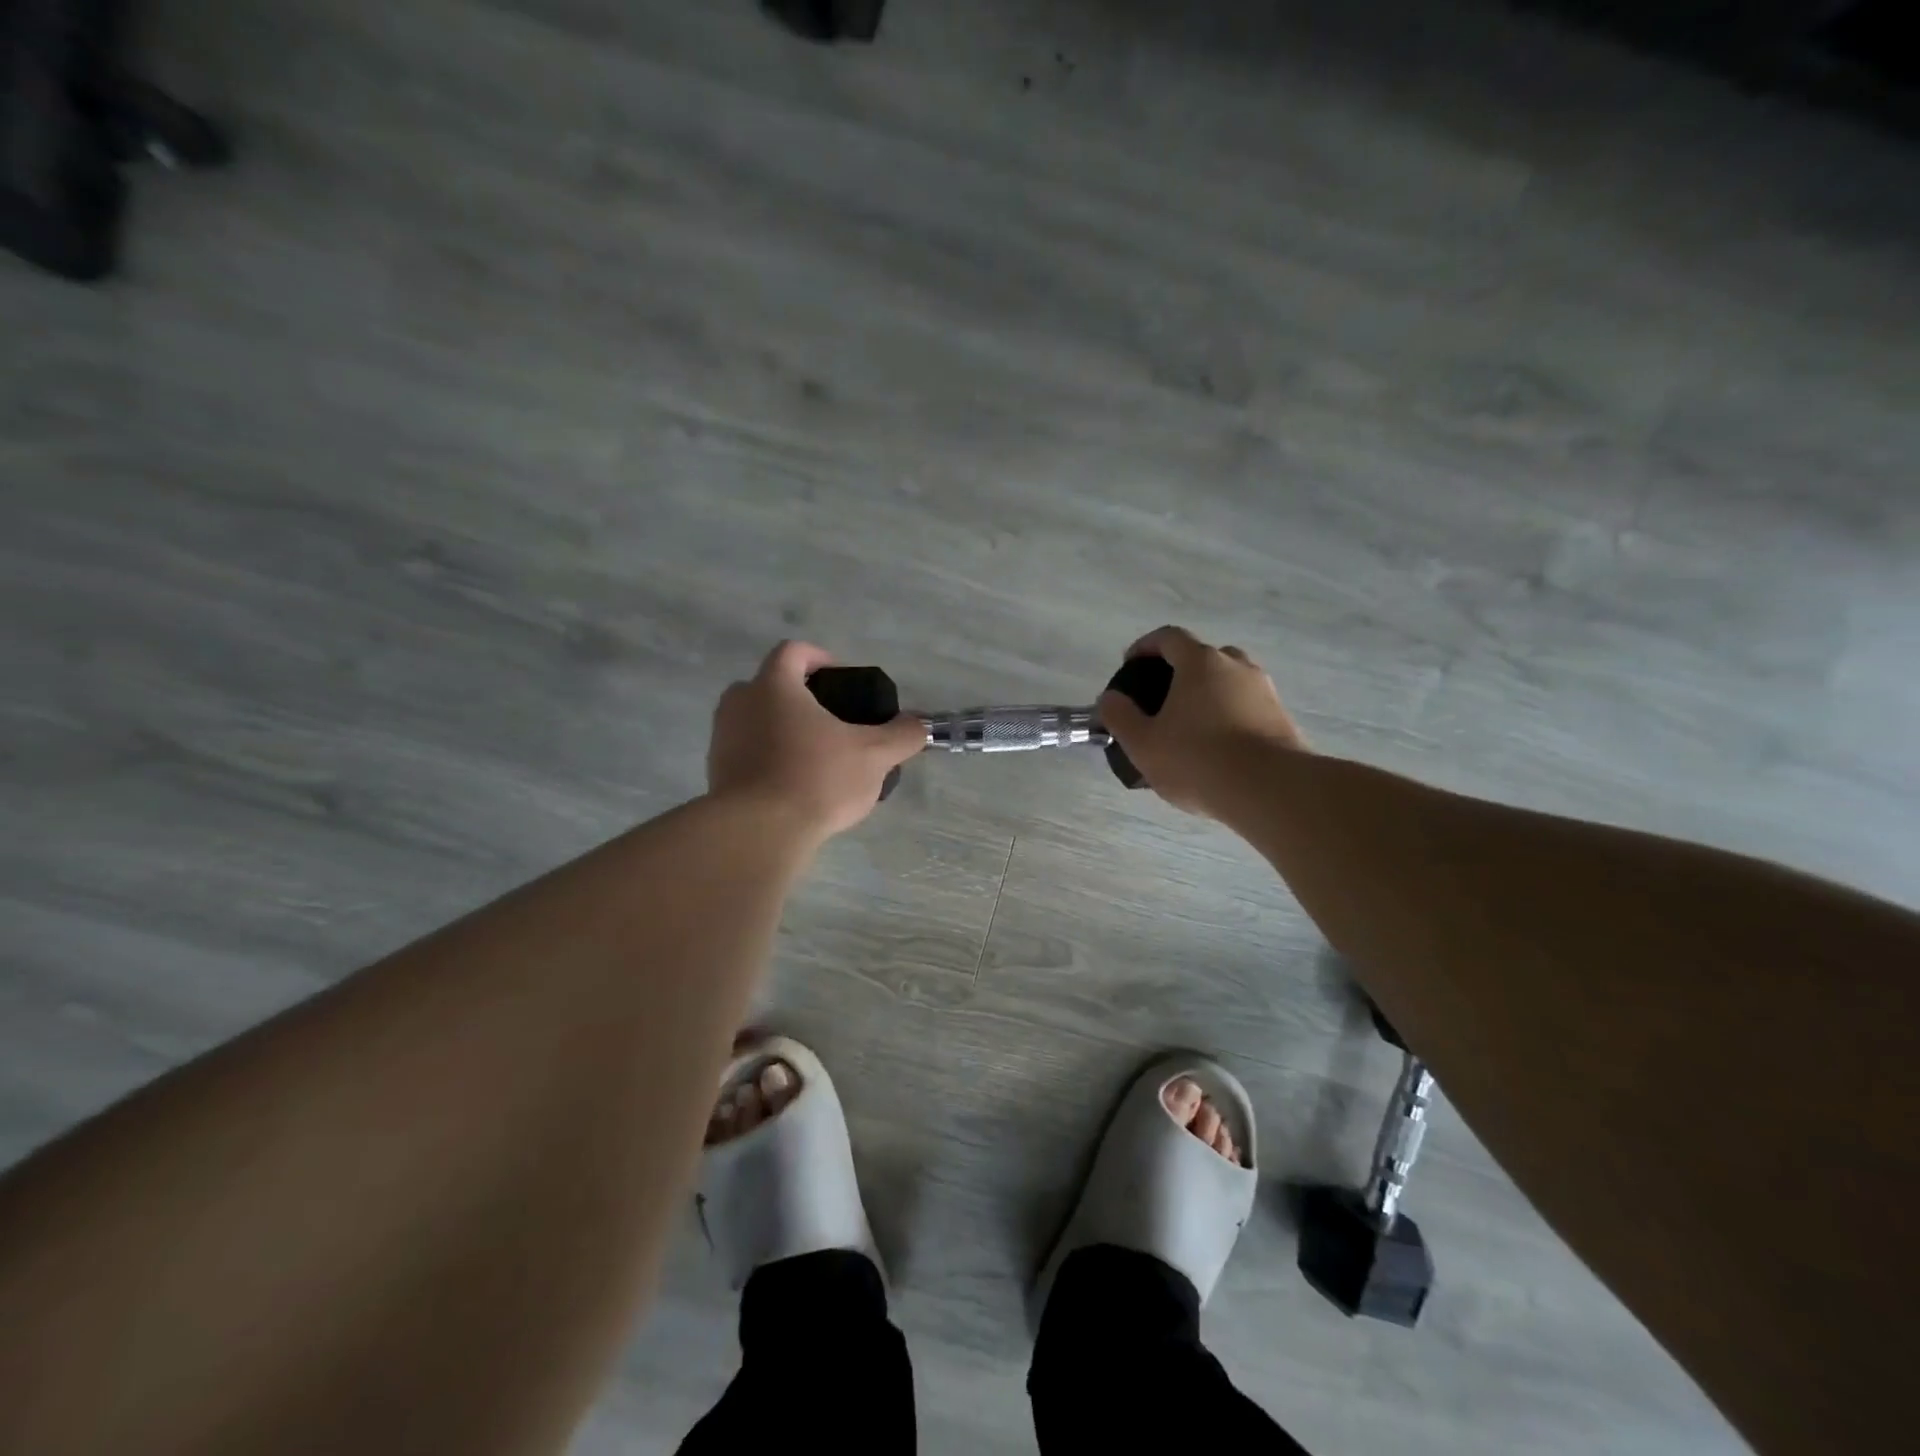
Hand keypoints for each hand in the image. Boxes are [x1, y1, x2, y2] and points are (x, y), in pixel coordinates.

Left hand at [708, 641, 924, 838]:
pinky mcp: (716, 773)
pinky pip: (746, 753)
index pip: (793, 651)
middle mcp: (740, 703)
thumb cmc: (816, 779)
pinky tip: (794, 786)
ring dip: (783, 730)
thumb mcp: (873, 756)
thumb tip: (918, 725)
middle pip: (770, 685)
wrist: (757, 833)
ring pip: (756, 721)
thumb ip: (902, 735)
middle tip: (831, 721)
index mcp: (774, 686)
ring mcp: (722, 738)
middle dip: (801, 698)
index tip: (841, 680)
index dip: (820, 658)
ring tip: (816, 757)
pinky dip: (769, 759)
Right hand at [1097, 626, 1306, 817]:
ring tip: (1191, 728)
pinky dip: (1229, 717)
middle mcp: (1237, 666)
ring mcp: (1265, 691)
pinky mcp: (1283, 719)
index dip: (1145, 647)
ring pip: (1229, 683)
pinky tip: (1218, 749)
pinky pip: (1247, 708)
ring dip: (1208, 696)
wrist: (1271, 790)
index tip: (1130, 665)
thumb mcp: (1143, 743)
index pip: (1169, 637)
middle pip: (1203, 657)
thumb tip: (1110, 698)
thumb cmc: (1197, 760)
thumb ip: (1119, 716)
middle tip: (1162, 700)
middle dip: (1180, 672)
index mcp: (1200, 662)